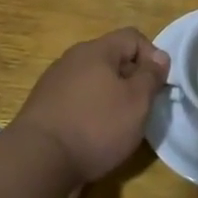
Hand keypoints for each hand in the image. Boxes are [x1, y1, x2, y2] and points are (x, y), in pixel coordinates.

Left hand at [13, 28, 170, 184]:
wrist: (38, 160)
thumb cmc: (96, 126)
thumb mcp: (136, 102)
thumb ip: (151, 76)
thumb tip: (159, 56)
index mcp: (96, 51)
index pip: (132, 37)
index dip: (152, 56)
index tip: (158, 85)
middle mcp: (72, 59)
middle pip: (111, 58)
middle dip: (131, 79)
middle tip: (141, 108)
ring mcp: (54, 82)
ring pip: (93, 80)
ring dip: (110, 96)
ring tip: (118, 125)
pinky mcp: (44, 106)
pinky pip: (76, 99)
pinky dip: (90, 111)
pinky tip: (92, 135)